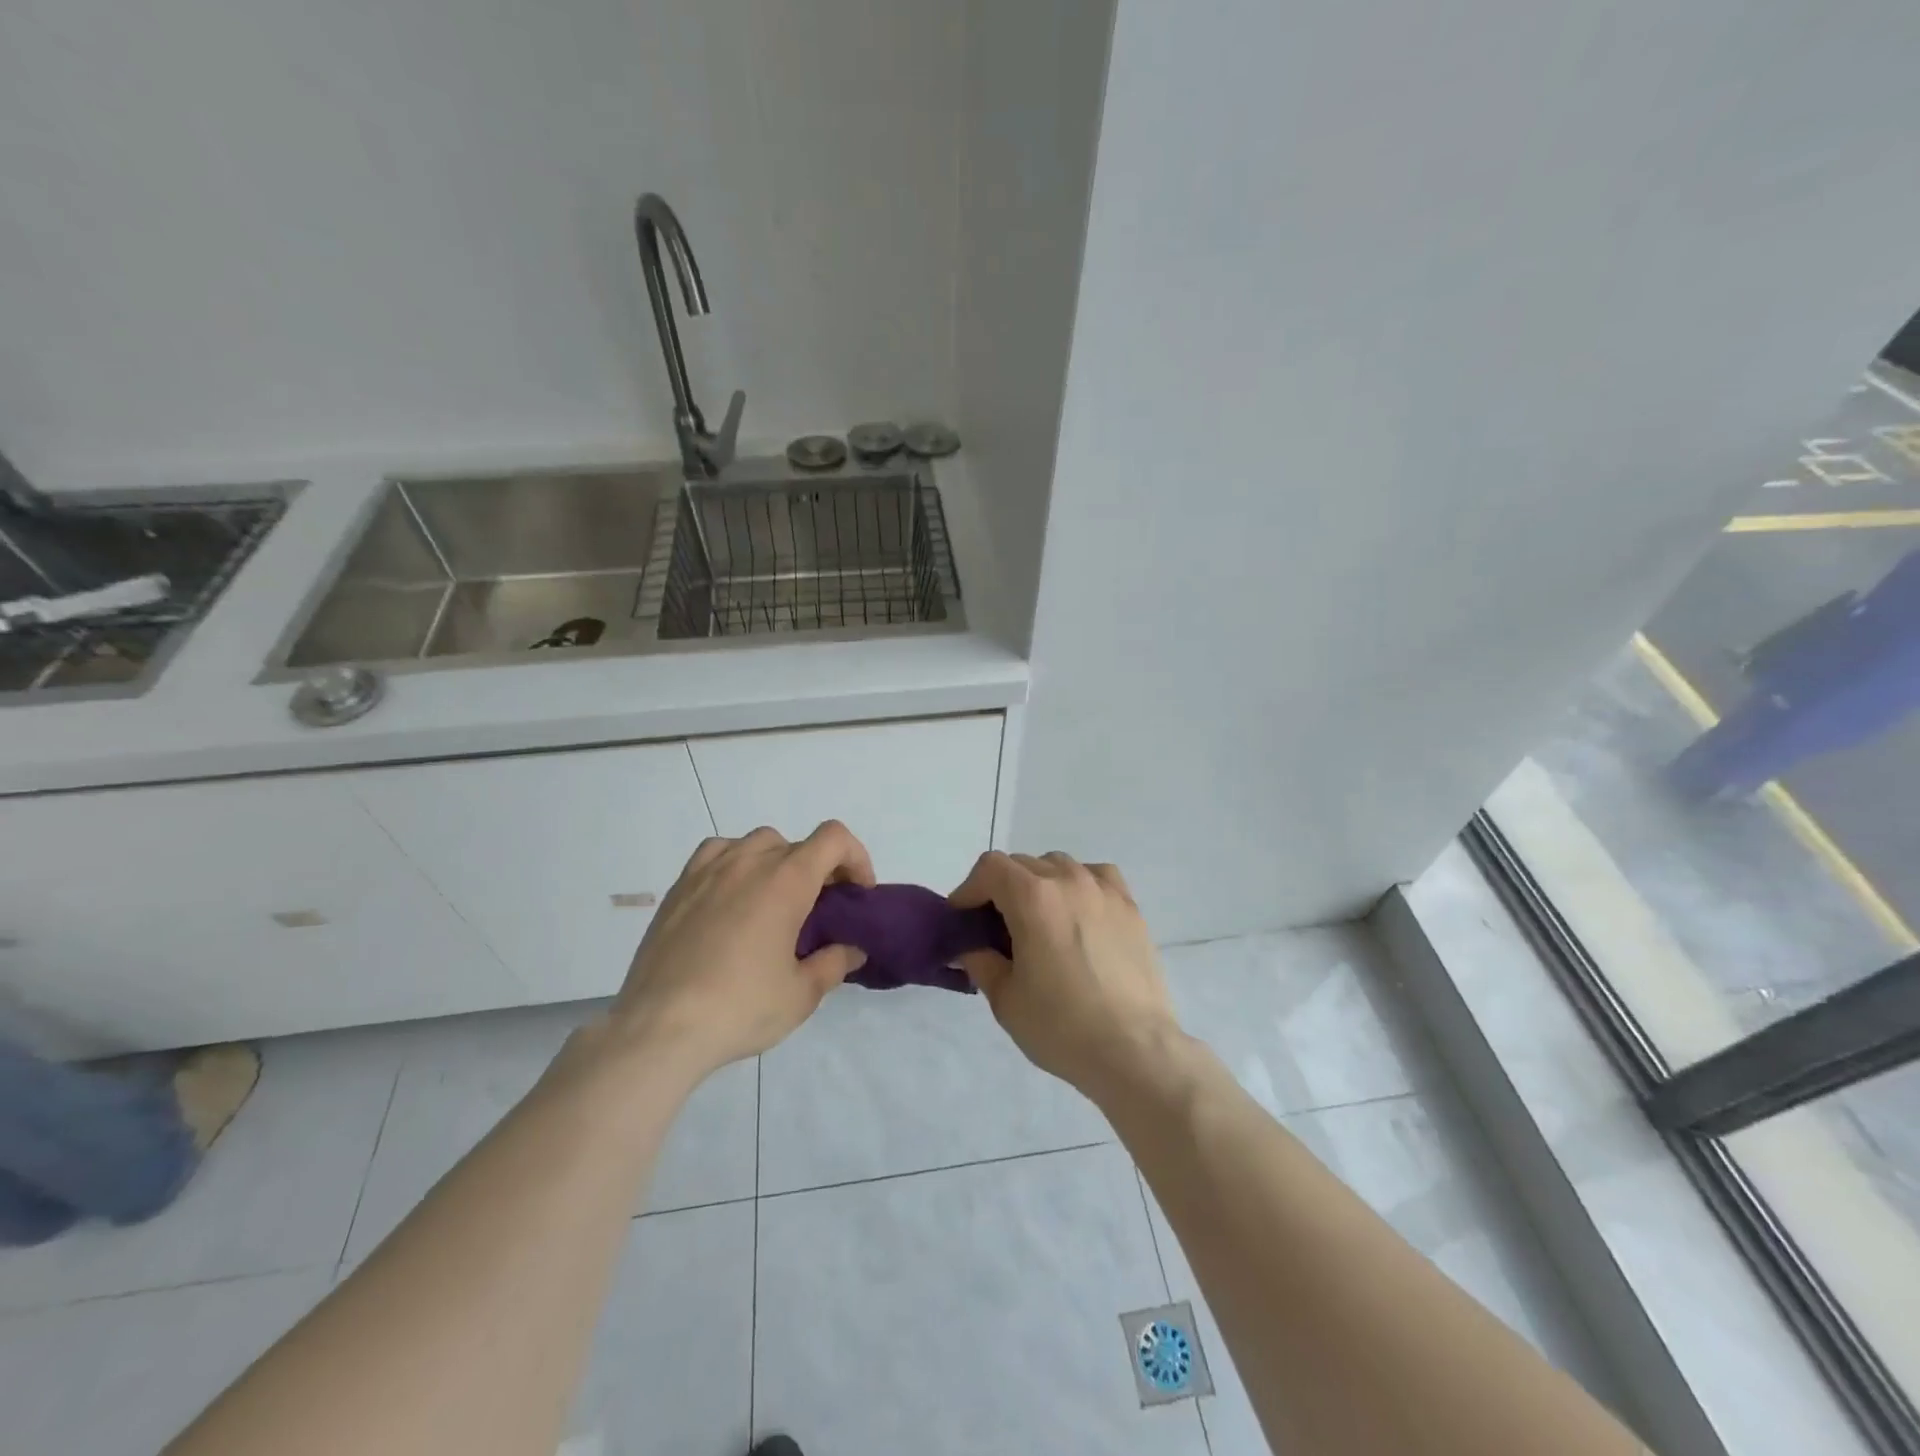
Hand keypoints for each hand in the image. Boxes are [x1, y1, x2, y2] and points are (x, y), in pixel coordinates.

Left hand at [612, 822, 874, 1081]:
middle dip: (818, 868)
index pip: (833, 839)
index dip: (856, 858)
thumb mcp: (801, 995)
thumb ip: (834, 963)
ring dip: (776, 862)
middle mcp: (749, 863)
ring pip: (755, 843)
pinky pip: (716, 853)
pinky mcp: (679, 887)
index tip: (857, 893)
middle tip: (819, 908)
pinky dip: (735, 862)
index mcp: (786, 881)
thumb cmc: (740, 1008)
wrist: (659, 1028)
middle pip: (797, 844)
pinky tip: (732, 896)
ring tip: (773, 901)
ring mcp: (709, 871)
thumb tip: (852, 949)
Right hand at [950, 851, 1182, 1101]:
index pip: (990, 868)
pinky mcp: (1131, 907)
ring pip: (1059, 865)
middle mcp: (1069, 880)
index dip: (970, 889)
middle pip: (1023, 864)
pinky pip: (1097, 876)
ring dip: (1040, 883)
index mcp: (1033, 897)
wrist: (1135, 1051)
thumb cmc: (1062, 1026)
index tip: (964, 918)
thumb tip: (971, 948)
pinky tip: (1079, 912)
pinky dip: (1079, 884)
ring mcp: (1104, 890)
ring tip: (1040, 921)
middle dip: (1001, 889)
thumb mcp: (1006, 999)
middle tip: (996, 928)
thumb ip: (981, 963)